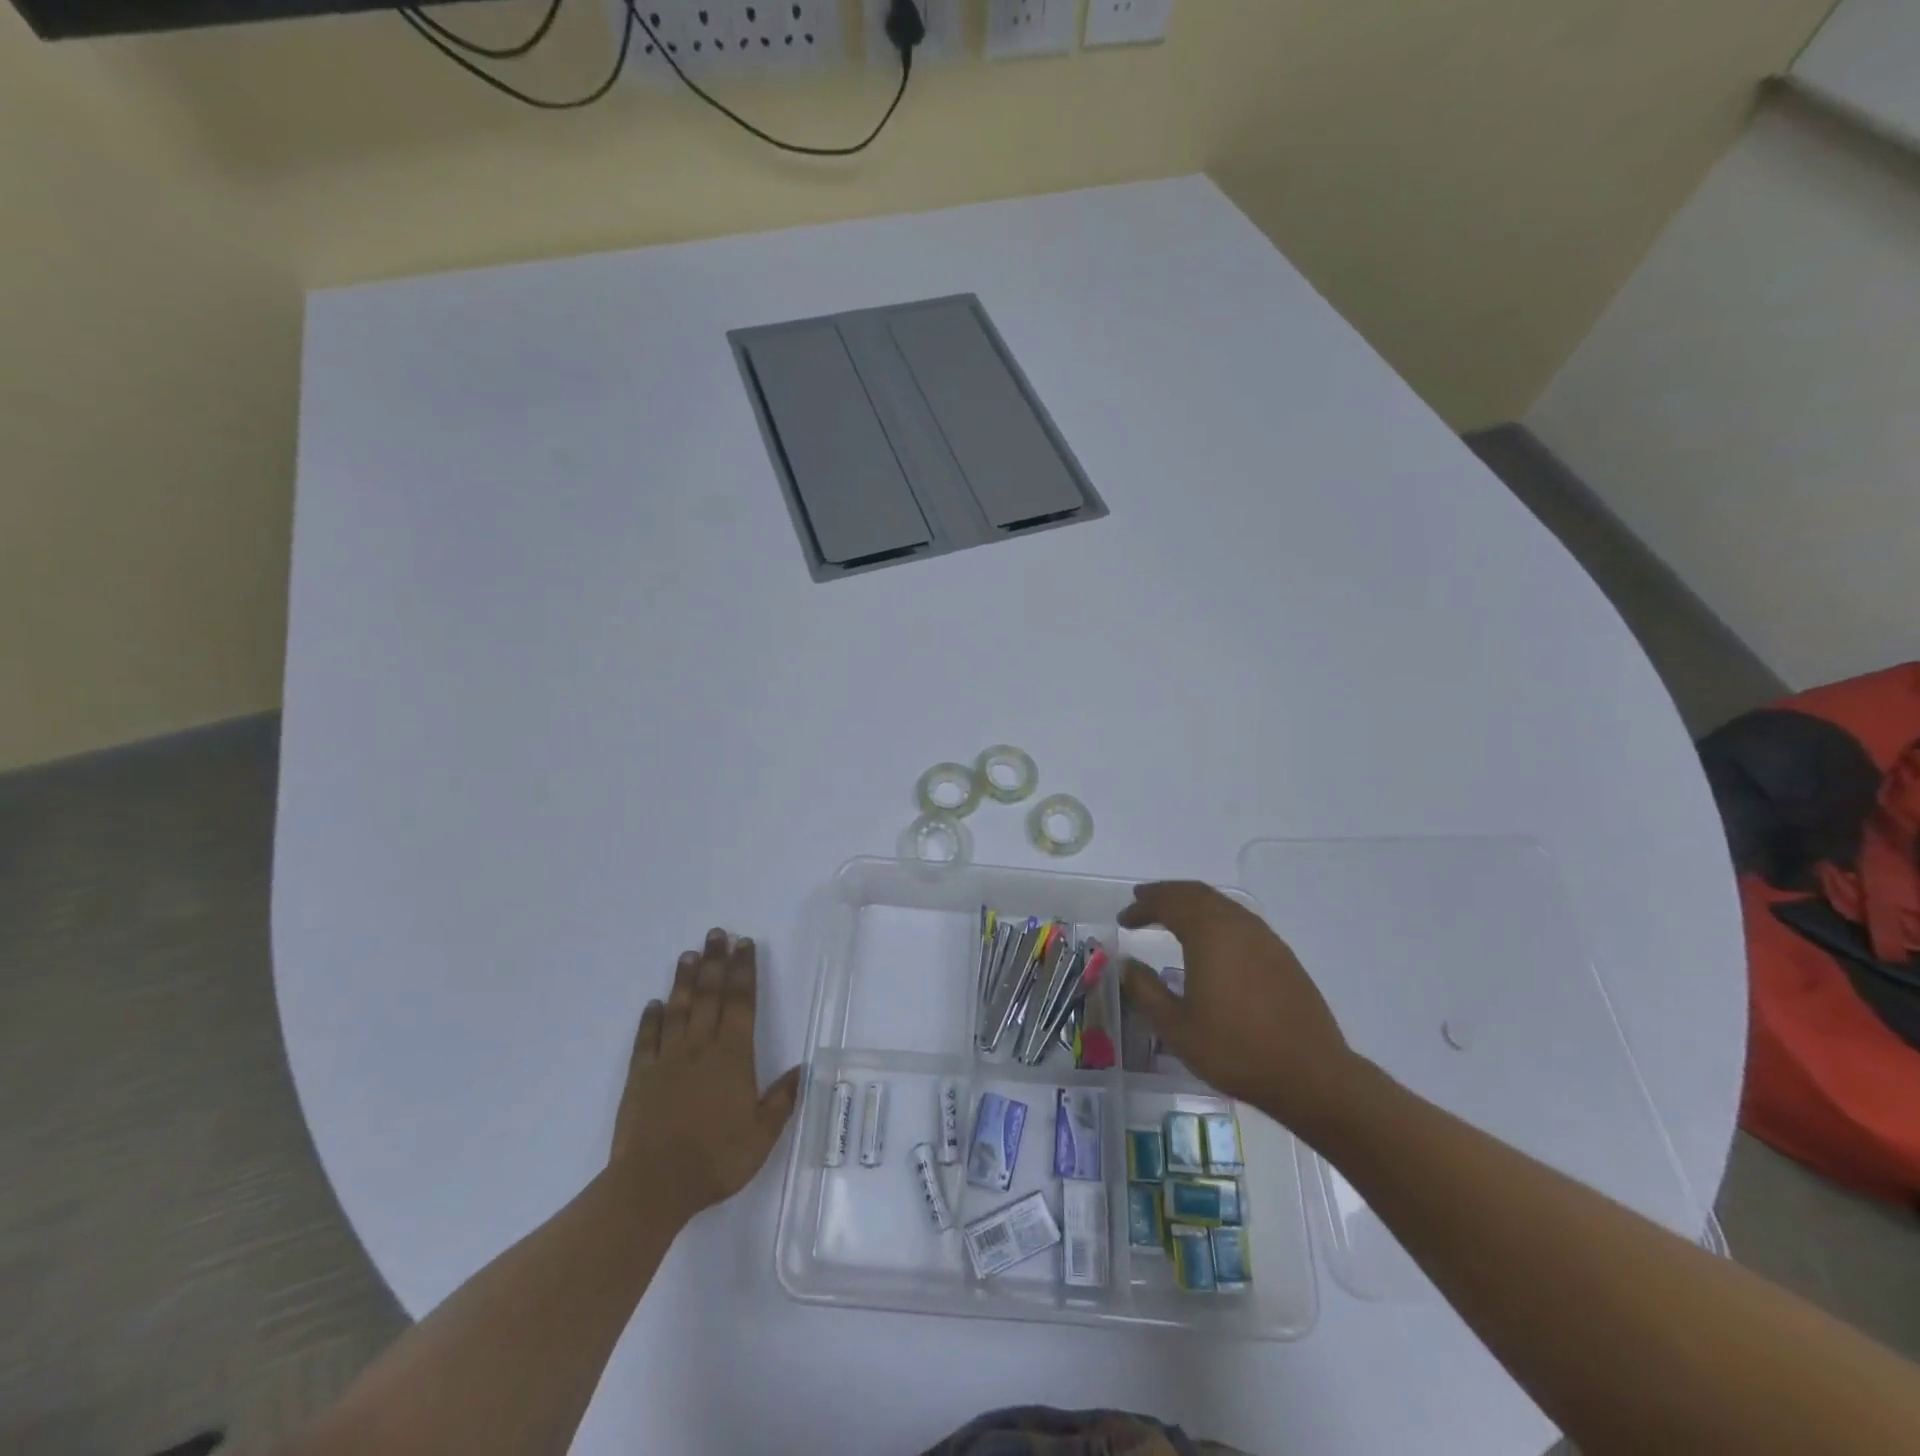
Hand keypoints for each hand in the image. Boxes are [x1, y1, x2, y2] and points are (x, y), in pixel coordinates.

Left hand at [612, 928, 799, 1223]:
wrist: (653, 1185)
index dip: (744, 971)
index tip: (745, 944)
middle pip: (710, 996)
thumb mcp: (762, 1135)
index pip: (741, 1003)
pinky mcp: (639, 1077)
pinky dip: (650, 1019)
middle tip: (717, 933)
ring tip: (689, 954)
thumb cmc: (715, 1159)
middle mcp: (700, 1047)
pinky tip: (653, 1004)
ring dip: (685, 980)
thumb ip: (782, 1099)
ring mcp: (667, 1060)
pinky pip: (646, 1040)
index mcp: (733, 1056)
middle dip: (716, 962)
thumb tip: (803, 1069)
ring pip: (678, 1009)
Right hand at [1120, 882, 1356, 1130]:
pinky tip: (1210, 939)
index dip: (1142, 906)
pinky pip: (1239, 918)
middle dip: (1165, 894)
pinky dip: (1214, 916)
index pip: (1168, 903)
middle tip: (1142, 903)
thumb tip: (1126, 964)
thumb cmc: (1236, 1051)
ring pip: (1220, 903)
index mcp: (1209, 934)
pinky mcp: (1281, 954)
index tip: (1123, 919)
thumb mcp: (1177, 1027)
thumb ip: (1145, 990)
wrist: (1311, 1075)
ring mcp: (1264, 937)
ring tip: (1171, 916)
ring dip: (1191, 902)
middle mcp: (1237, 925)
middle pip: (1196, 893)